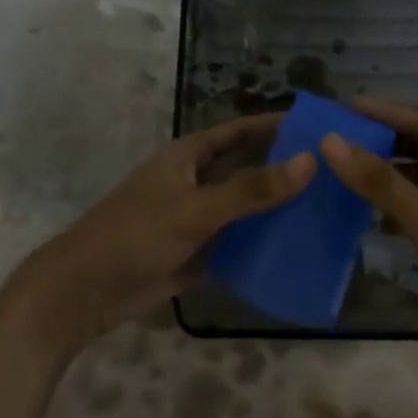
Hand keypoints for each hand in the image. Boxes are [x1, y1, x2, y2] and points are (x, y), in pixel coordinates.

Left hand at [8, 114, 315, 355]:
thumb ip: (252, 189)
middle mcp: (193, 183)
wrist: (85, 291)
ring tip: (324, 216)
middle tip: (333, 176)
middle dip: (282, 173)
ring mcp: (195, 220)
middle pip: (245, 171)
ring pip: (243, 212)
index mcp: (188, 157)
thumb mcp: (196, 209)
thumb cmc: (136, 234)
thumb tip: (309, 162)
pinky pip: (235, 247)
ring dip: (274, 214)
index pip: (239, 132)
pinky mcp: (195, 255)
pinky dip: (259, 249)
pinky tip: (295, 255)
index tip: (315, 127)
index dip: (274, 126)